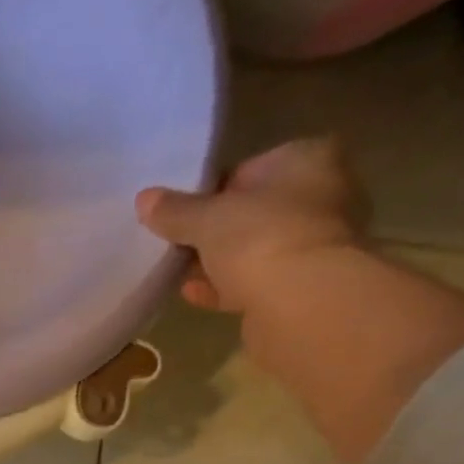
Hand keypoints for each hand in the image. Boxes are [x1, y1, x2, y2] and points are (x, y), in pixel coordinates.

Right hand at [135, 137, 368, 316]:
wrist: (301, 302)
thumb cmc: (259, 238)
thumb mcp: (205, 218)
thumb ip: (174, 210)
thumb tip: (144, 198)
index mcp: (306, 161)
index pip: (250, 168)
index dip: (211, 190)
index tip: (180, 211)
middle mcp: (320, 196)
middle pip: (252, 211)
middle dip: (214, 229)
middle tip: (175, 241)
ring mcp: (314, 243)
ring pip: (253, 248)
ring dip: (217, 261)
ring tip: (177, 270)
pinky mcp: (302, 286)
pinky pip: (254, 281)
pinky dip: (224, 286)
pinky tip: (190, 293)